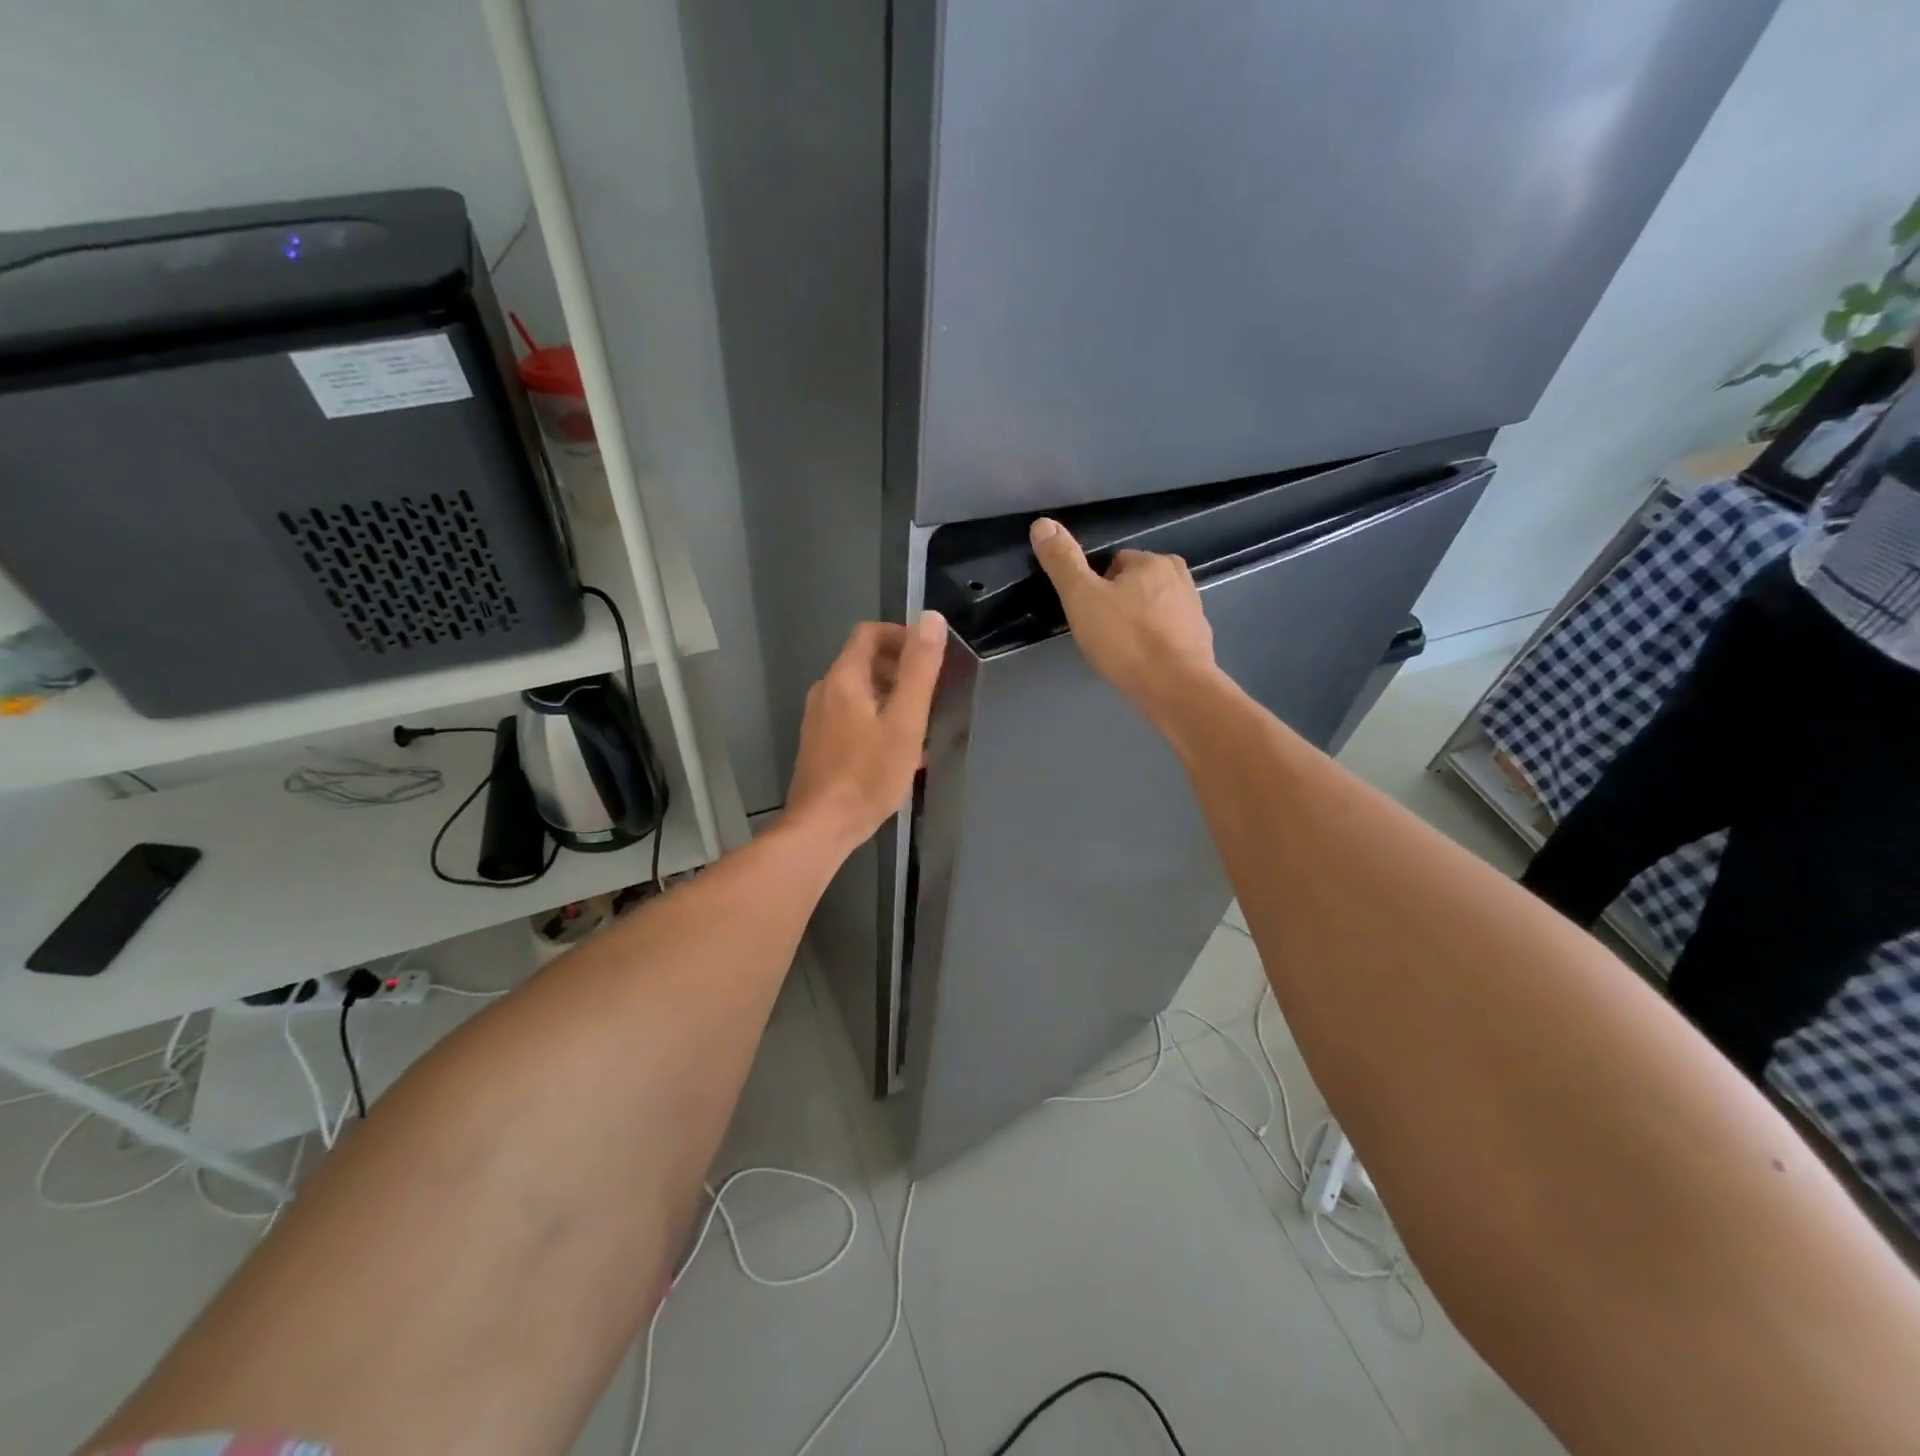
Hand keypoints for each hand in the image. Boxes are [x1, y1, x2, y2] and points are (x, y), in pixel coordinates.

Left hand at [786, 614, 947, 850]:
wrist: (822, 825)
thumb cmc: (868, 774)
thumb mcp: (905, 720)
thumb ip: (919, 669)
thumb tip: (931, 618)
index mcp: (844, 677)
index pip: (870, 633)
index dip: (902, 636)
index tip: (930, 658)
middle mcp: (825, 690)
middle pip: (864, 662)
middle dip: (900, 670)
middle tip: (930, 694)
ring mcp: (818, 719)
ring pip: (860, 693)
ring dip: (891, 698)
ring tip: (918, 724)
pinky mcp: (819, 744)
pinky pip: (852, 717)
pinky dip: (876, 720)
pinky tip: (896, 751)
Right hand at [1029, 517, 1218, 726]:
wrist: (1175, 688)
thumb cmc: (1125, 639)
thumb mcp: (1082, 598)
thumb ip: (1063, 562)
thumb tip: (1042, 523)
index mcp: (1152, 561)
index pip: (1114, 563)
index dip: (1095, 588)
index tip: (1089, 614)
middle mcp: (1180, 577)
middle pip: (1135, 585)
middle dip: (1118, 605)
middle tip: (1102, 634)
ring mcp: (1194, 610)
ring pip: (1153, 609)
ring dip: (1137, 624)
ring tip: (1121, 651)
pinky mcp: (1200, 640)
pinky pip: (1168, 633)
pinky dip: (1155, 644)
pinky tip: (1143, 663)